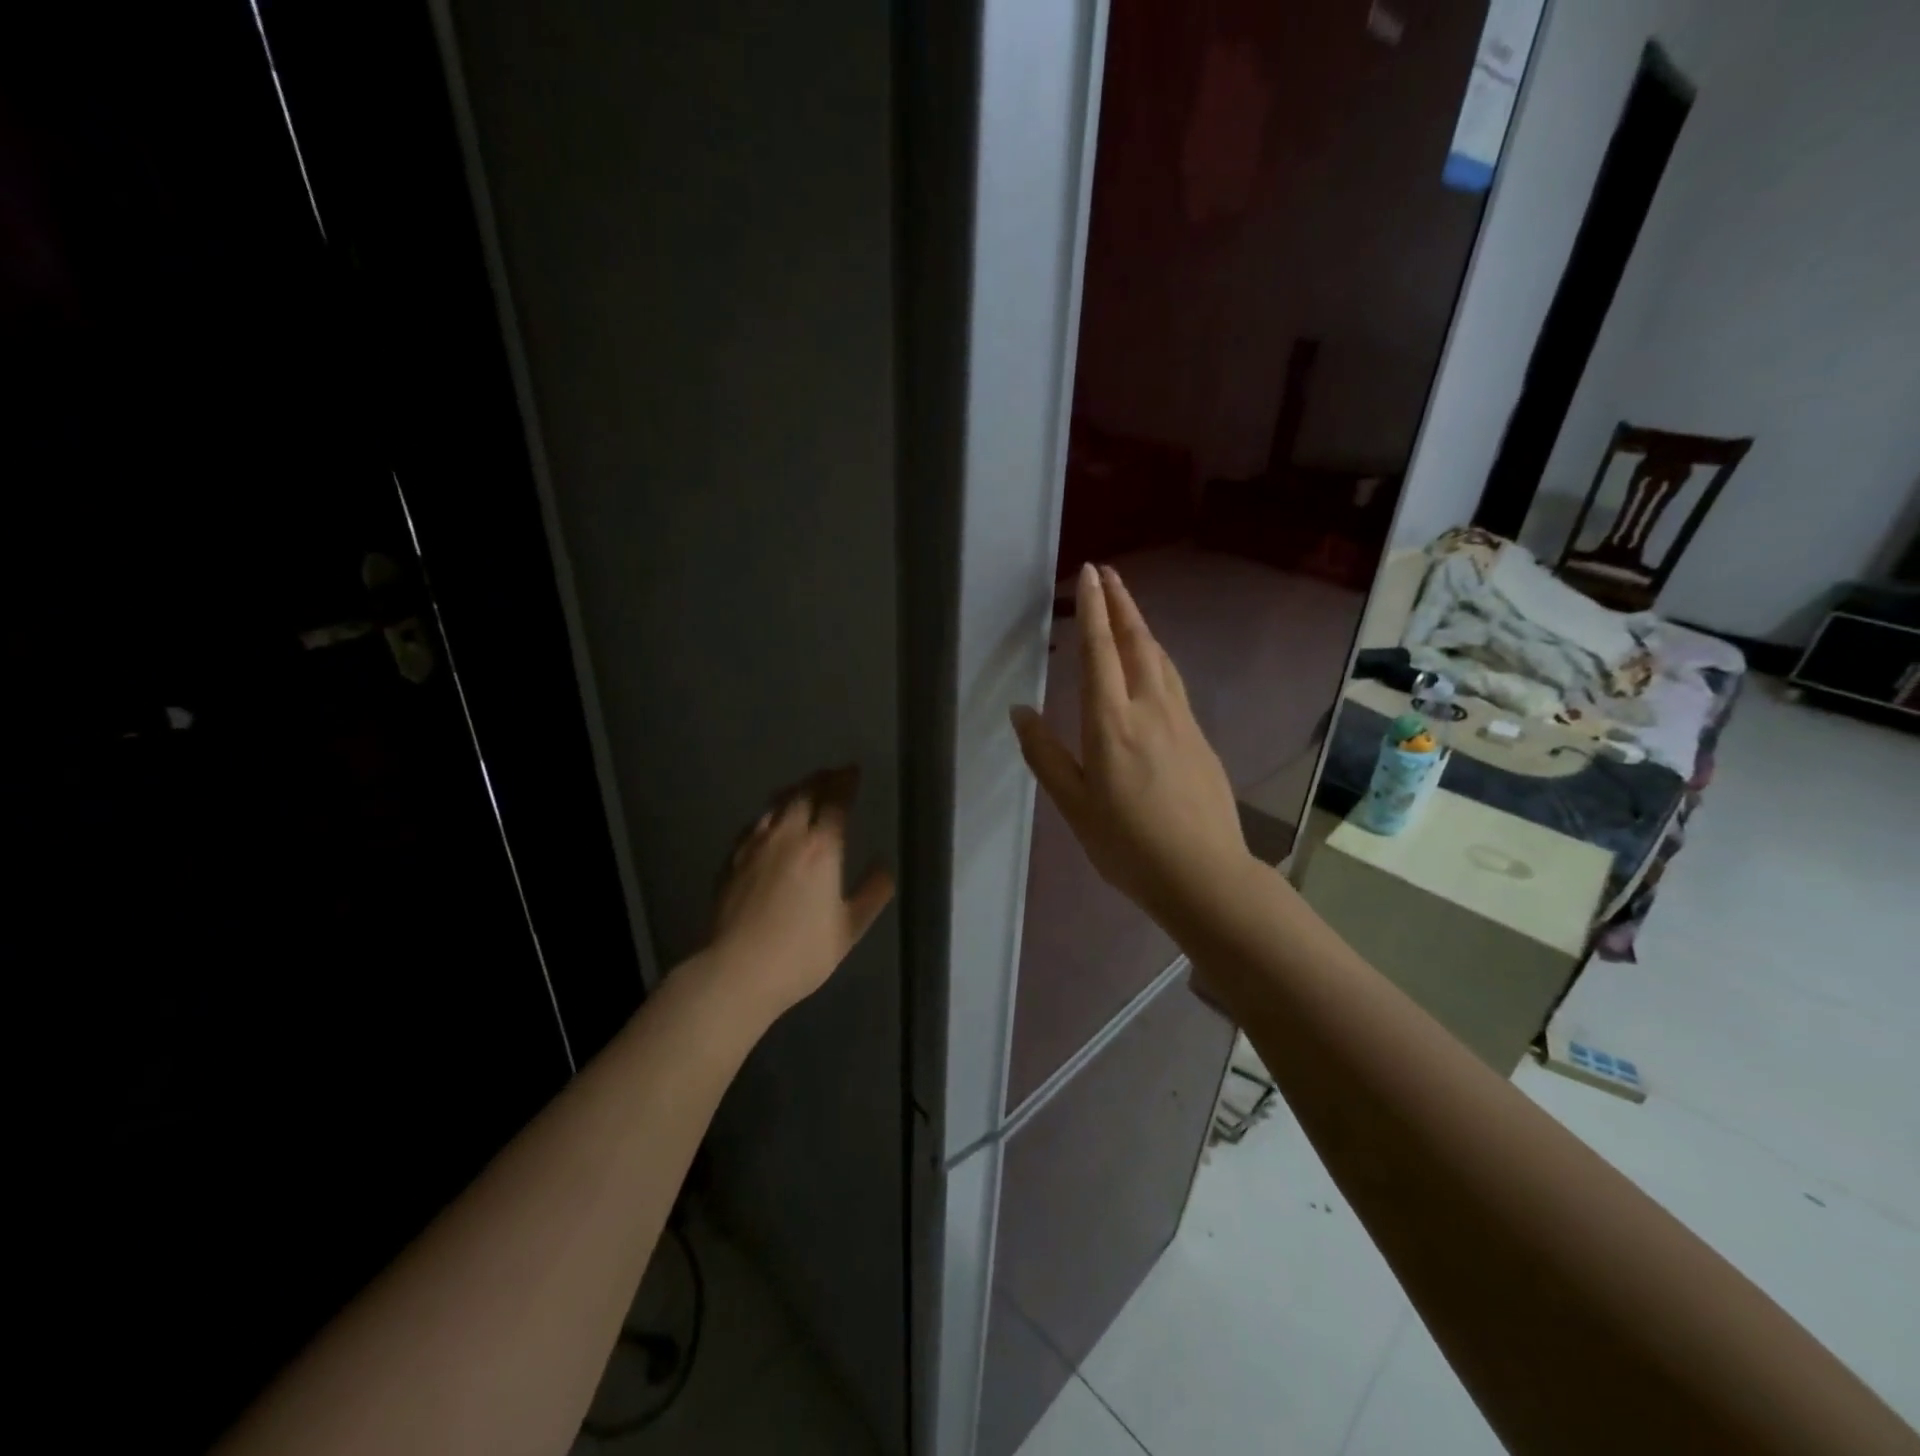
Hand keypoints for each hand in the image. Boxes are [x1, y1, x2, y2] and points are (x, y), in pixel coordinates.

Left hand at [709, 766, 893, 1015]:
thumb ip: (872, 894)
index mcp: (821, 848)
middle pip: (804, 794)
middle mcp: (787, 836)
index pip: (836, 801)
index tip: (853, 771)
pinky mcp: (731, 860)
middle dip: (821, 779)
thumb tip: (884, 867)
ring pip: (776, 805)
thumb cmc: (801, 953)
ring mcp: (754, 845)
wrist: (737, 970)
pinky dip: (769, 815)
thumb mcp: (849, 928)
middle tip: (832, 774)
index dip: (846, 782)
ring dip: (794, 792)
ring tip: (802, 790)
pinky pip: (755, 825)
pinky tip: (769, 824)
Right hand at [1011, 563, 1252, 930]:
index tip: (1089, 574)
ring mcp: (1181, 721)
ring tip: (1127, 609)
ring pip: (1161, 660)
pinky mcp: (1199, 738)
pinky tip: (1153, 664)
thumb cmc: (1128, 845)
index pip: (1101, 653)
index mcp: (1112, 724)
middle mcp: (1150, 710)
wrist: (1204, 874)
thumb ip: (1045, 755)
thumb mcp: (1074, 806)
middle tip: (1109, 574)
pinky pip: (1174, 682)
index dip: (1094, 610)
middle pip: (1137, 643)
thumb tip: (1021, 711)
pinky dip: (1157, 658)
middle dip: (1122, 604)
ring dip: (1141, 627)